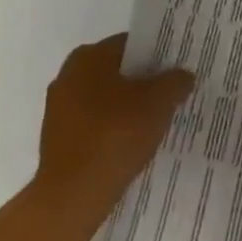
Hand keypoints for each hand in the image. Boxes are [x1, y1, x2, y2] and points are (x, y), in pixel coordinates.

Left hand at [31, 35, 192, 211]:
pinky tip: (134, 143)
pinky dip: (113, 129)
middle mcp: (67, 76)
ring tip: (158, 120)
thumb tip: (183, 75)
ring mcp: (58, 110)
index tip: (178, 68)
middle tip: (173, 93)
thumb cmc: (116, 135)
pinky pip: (95, 124)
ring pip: (106, 99)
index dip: (158, 54)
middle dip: (144, 82)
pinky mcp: (58, 139)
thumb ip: (175, 81)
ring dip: (129, 107)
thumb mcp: (159, 102)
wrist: (73, 196)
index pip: (131, 44)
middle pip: (117, 72)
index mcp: (88, 57)